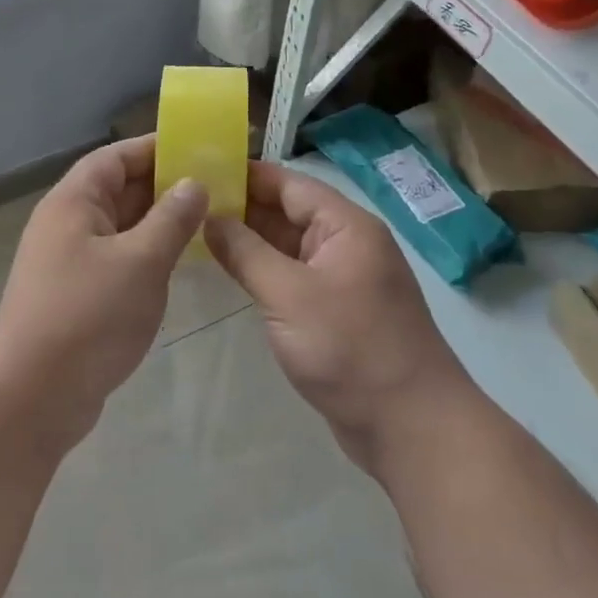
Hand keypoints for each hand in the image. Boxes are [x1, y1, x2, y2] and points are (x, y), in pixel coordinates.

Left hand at [0, 135, 206, 441]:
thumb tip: (194, 183)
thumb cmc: (89, 316)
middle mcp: (66, 224)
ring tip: (208, 222)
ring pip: (120, 228)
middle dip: (164, 186)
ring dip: (158, 223)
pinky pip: (117, 259)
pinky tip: (178, 265)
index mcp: (73, 202)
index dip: (155, 149)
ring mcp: (69, 261)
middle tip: (216, 187)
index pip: (115, 157)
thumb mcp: (141, 261)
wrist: (33, 395)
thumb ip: (171, 218)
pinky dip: (146, 255)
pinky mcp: (76, 295)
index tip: (198, 149)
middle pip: (118, 190)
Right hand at [204, 161, 470, 472]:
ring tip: (195, 231)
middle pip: (287, 212)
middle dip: (241, 206)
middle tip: (186, 203)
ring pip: (287, 246)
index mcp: (345, 226)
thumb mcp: (288, 295)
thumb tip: (207, 217)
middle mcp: (346, 244)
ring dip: (248, 240)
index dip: (245, 174)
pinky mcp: (335, 312)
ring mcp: (342, 279)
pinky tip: (227, 271)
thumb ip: (245, 252)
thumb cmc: (351, 349)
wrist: (411, 427)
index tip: (198, 170)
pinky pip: (292, 277)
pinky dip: (261, 271)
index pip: (288, 183)